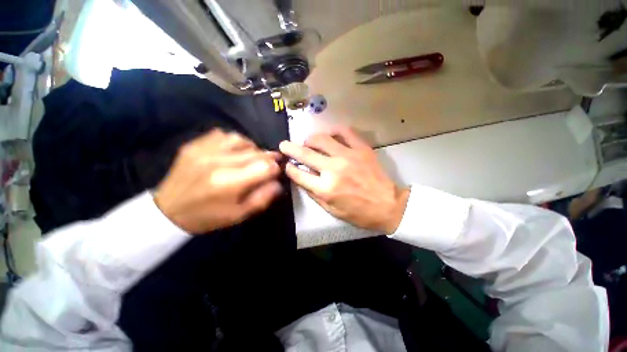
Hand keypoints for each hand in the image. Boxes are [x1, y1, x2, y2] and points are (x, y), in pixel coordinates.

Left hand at [154, 129, 281, 233]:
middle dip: (267, 157)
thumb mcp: (240, 214)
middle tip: (270, 163)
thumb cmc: (208, 217)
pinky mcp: (194, 145)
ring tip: (251, 156)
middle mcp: (218, 162)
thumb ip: (263, 197)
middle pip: (255, 152)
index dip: (275, 168)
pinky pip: (222, 135)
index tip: (276, 172)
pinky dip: (233, 141)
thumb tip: (278, 182)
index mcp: (229, 183)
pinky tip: (233, 151)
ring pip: (240, 139)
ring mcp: (203, 151)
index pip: (264, 167)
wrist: (168, 211)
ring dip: (252, 148)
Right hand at [279, 127, 409, 233]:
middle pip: (305, 153)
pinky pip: (345, 132)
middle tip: (285, 145)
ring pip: (322, 139)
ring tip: (309, 142)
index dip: (289, 167)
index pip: (299, 173)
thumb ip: (313, 193)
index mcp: (325, 188)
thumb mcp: (331, 210)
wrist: (387, 205)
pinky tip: (330, 135)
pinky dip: (334, 131)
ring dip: (310, 139)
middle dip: (290, 148)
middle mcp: (334, 169)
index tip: (286, 164)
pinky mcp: (362, 148)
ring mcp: (348, 156)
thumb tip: (300, 177)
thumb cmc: (358, 212)